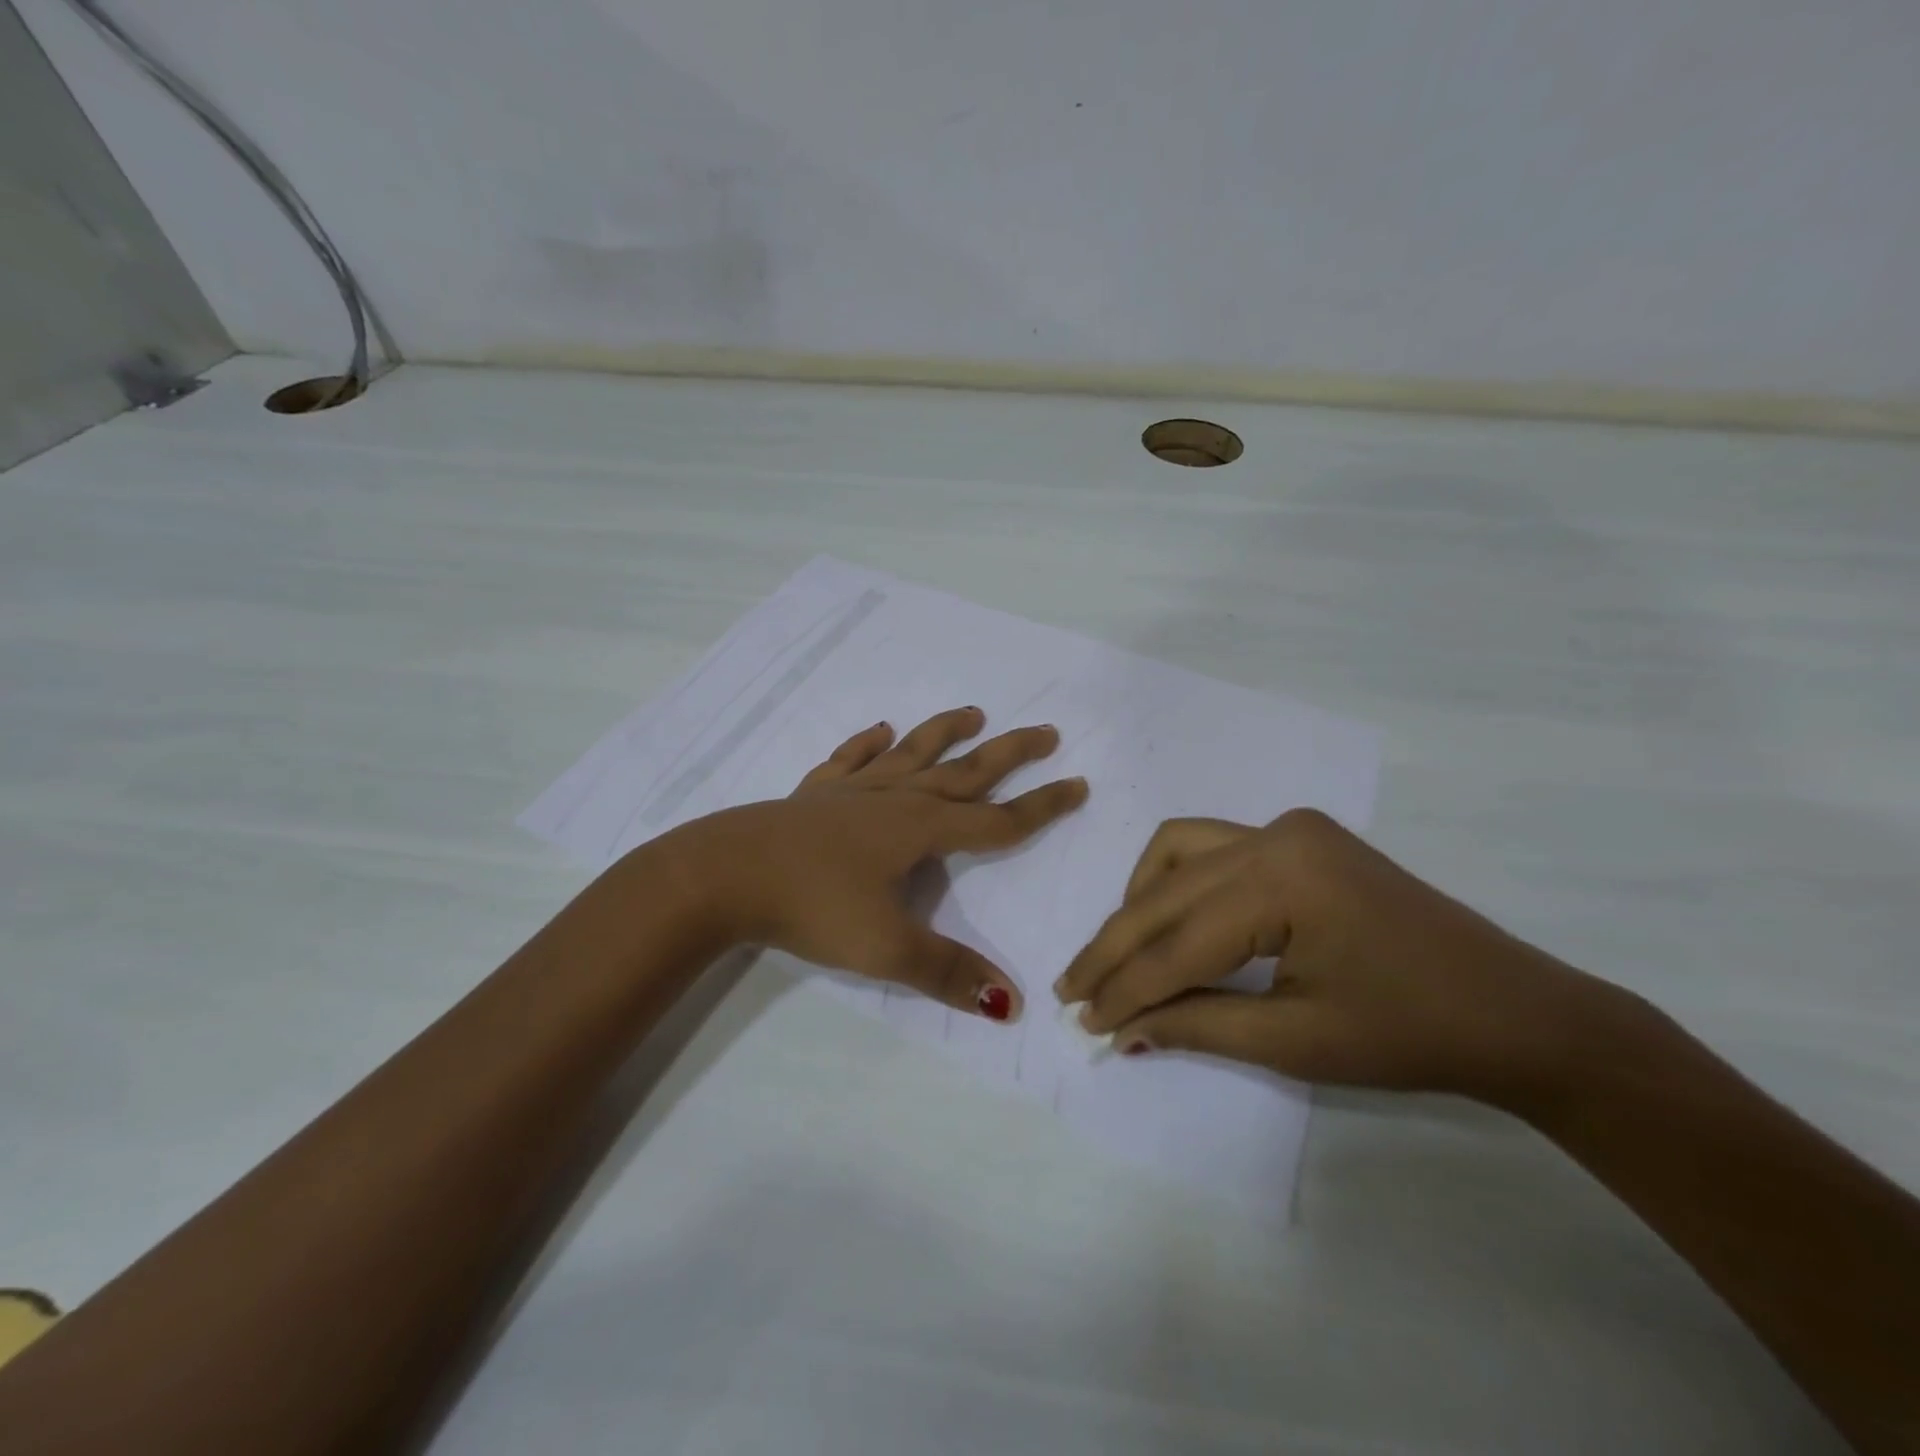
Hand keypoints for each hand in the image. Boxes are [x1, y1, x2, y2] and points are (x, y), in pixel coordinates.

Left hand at [669, 707, 1086, 1021]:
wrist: (723, 874)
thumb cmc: (811, 906)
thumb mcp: (886, 948)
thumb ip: (949, 973)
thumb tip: (1013, 1002)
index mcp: (920, 829)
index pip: (997, 820)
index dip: (1041, 806)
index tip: (1079, 785)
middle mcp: (893, 799)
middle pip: (964, 772)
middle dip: (1009, 753)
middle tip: (1046, 731)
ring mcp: (850, 791)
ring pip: (910, 754)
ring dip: (944, 733)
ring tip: (973, 713)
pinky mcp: (812, 794)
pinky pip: (848, 761)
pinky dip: (866, 745)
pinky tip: (878, 732)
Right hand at [1054, 809, 1633, 1106]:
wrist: (1517, 1012)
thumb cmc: (1412, 1035)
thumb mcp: (1296, 1040)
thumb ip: (1196, 1024)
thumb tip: (1121, 1031)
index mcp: (1282, 878)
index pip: (1177, 941)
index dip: (1124, 986)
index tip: (1081, 1020)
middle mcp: (1275, 834)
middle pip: (1166, 893)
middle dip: (1115, 946)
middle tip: (1074, 990)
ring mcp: (1288, 828)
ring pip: (1177, 851)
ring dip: (1139, 902)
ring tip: (1118, 955)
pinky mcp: (1299, 838)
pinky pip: (1210, 847)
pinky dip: (1175, 881)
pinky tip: (1167, 917)